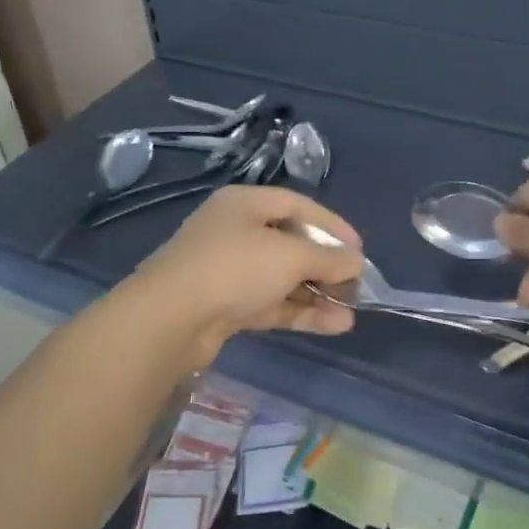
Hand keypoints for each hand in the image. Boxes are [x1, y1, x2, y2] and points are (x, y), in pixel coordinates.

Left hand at [127, 185, 365, 364]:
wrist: (169, 321)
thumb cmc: (233, 269)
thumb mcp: (289, 256)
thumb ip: (328, 258)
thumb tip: (357, 262)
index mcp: (245, 203)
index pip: (298, 206)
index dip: (332, 226)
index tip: (360, 250)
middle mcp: (235, 231)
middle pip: (291, 242)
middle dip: (326, 264)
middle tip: (357, 283)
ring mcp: (228, 270)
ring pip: (282, 277)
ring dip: (317, 293)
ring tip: (352, 310)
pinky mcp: (226, 306)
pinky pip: (272, 303)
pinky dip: (301, 311)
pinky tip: (334, 325)